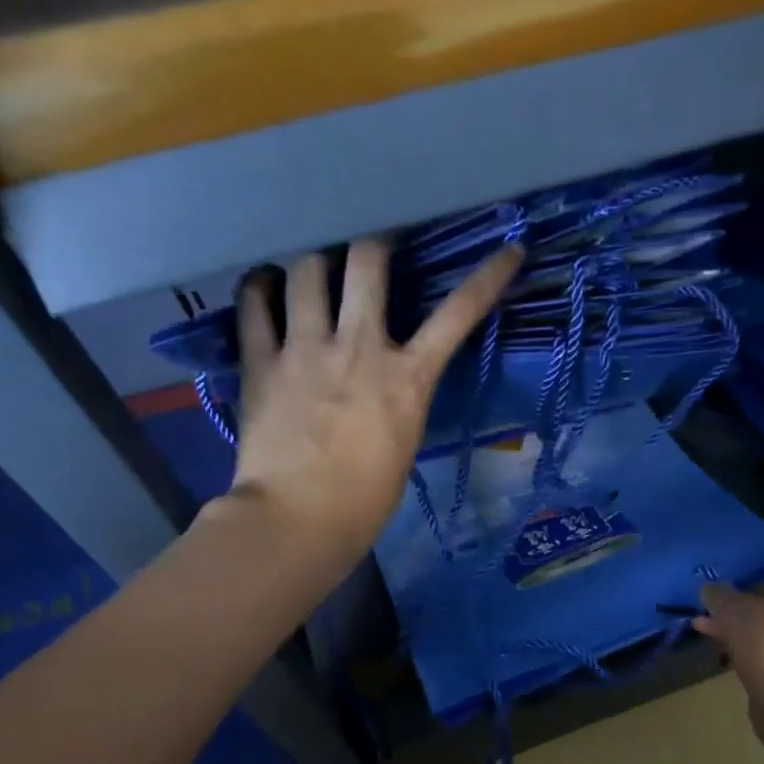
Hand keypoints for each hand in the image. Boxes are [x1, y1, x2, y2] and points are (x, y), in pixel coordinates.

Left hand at [225, 238, 523, 560]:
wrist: (300, 520)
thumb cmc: (365, 500)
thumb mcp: (404, 444)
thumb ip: (400, 398)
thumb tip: (389, 378)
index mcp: (408, 379)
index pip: (459, 314)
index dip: (488, 277)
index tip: (508, 251)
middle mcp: (359, 347)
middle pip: (368, 259)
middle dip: (374, 242)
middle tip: (373, 247)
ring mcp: (305, 349)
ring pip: (307, 268)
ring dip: (314, 261)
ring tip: (312, 269)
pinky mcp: (261, 362)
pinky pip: (255, 303)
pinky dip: (260, 288)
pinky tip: (265, 287)